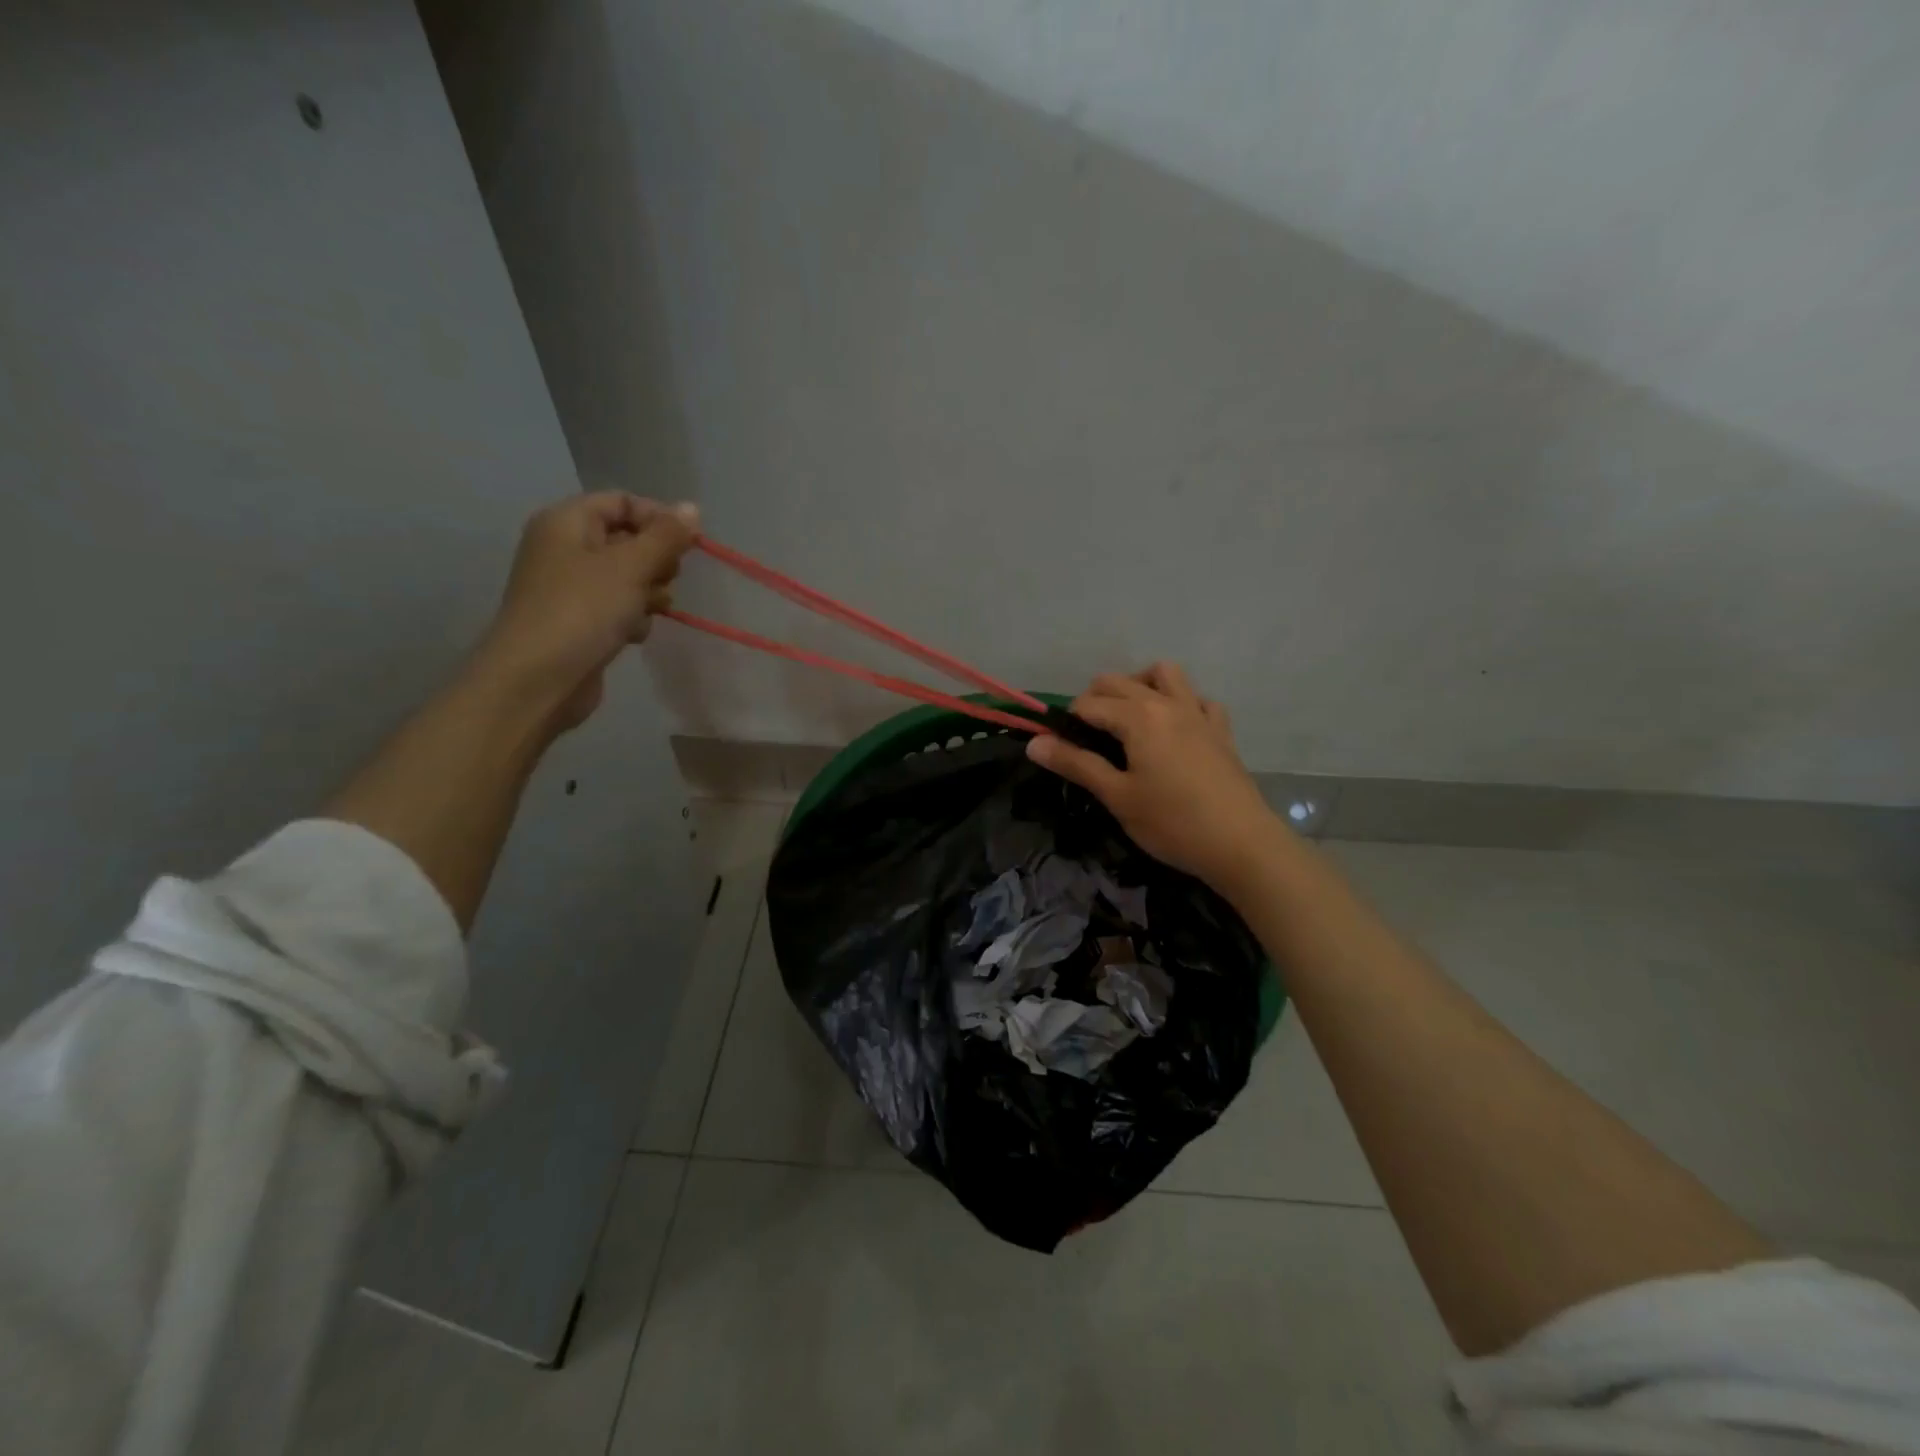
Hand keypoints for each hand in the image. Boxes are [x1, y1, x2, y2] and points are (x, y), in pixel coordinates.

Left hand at [471, 492, 697, 729]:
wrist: (538, 679)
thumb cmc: (583, 610)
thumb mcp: (631, 566)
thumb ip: (666, 536)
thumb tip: (692, 507)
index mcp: (566, 522)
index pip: (622, 501)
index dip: (659, 518)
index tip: (688, 546)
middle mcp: (565, 548)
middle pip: (627, 539)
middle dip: (656, 560)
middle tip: (666, 579)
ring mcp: (570, 587)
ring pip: (628, 577)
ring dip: (649, 592)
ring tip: (650, 610)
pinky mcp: (579, 621)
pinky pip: (618, 607)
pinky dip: (632, 617)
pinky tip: (633, 633)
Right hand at [1026, 662, 1289, 893]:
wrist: (1241, 843)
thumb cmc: (1171, 823)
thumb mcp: (1117, 796)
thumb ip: (1076, 764)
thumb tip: (1034, 743)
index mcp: (1138, 717)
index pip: (1088, 704)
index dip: (1067, 722)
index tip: (1059, 748)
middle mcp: (1166, 703)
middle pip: (1119, 682)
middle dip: (1094, 699)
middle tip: (1086, 738)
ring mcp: (1198, 713)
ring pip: (1164, 674)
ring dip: (1139, 685)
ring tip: (1129, 717)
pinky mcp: (1220, 730)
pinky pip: (1198, 699)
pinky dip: (1181, 703)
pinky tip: (1174, 729)